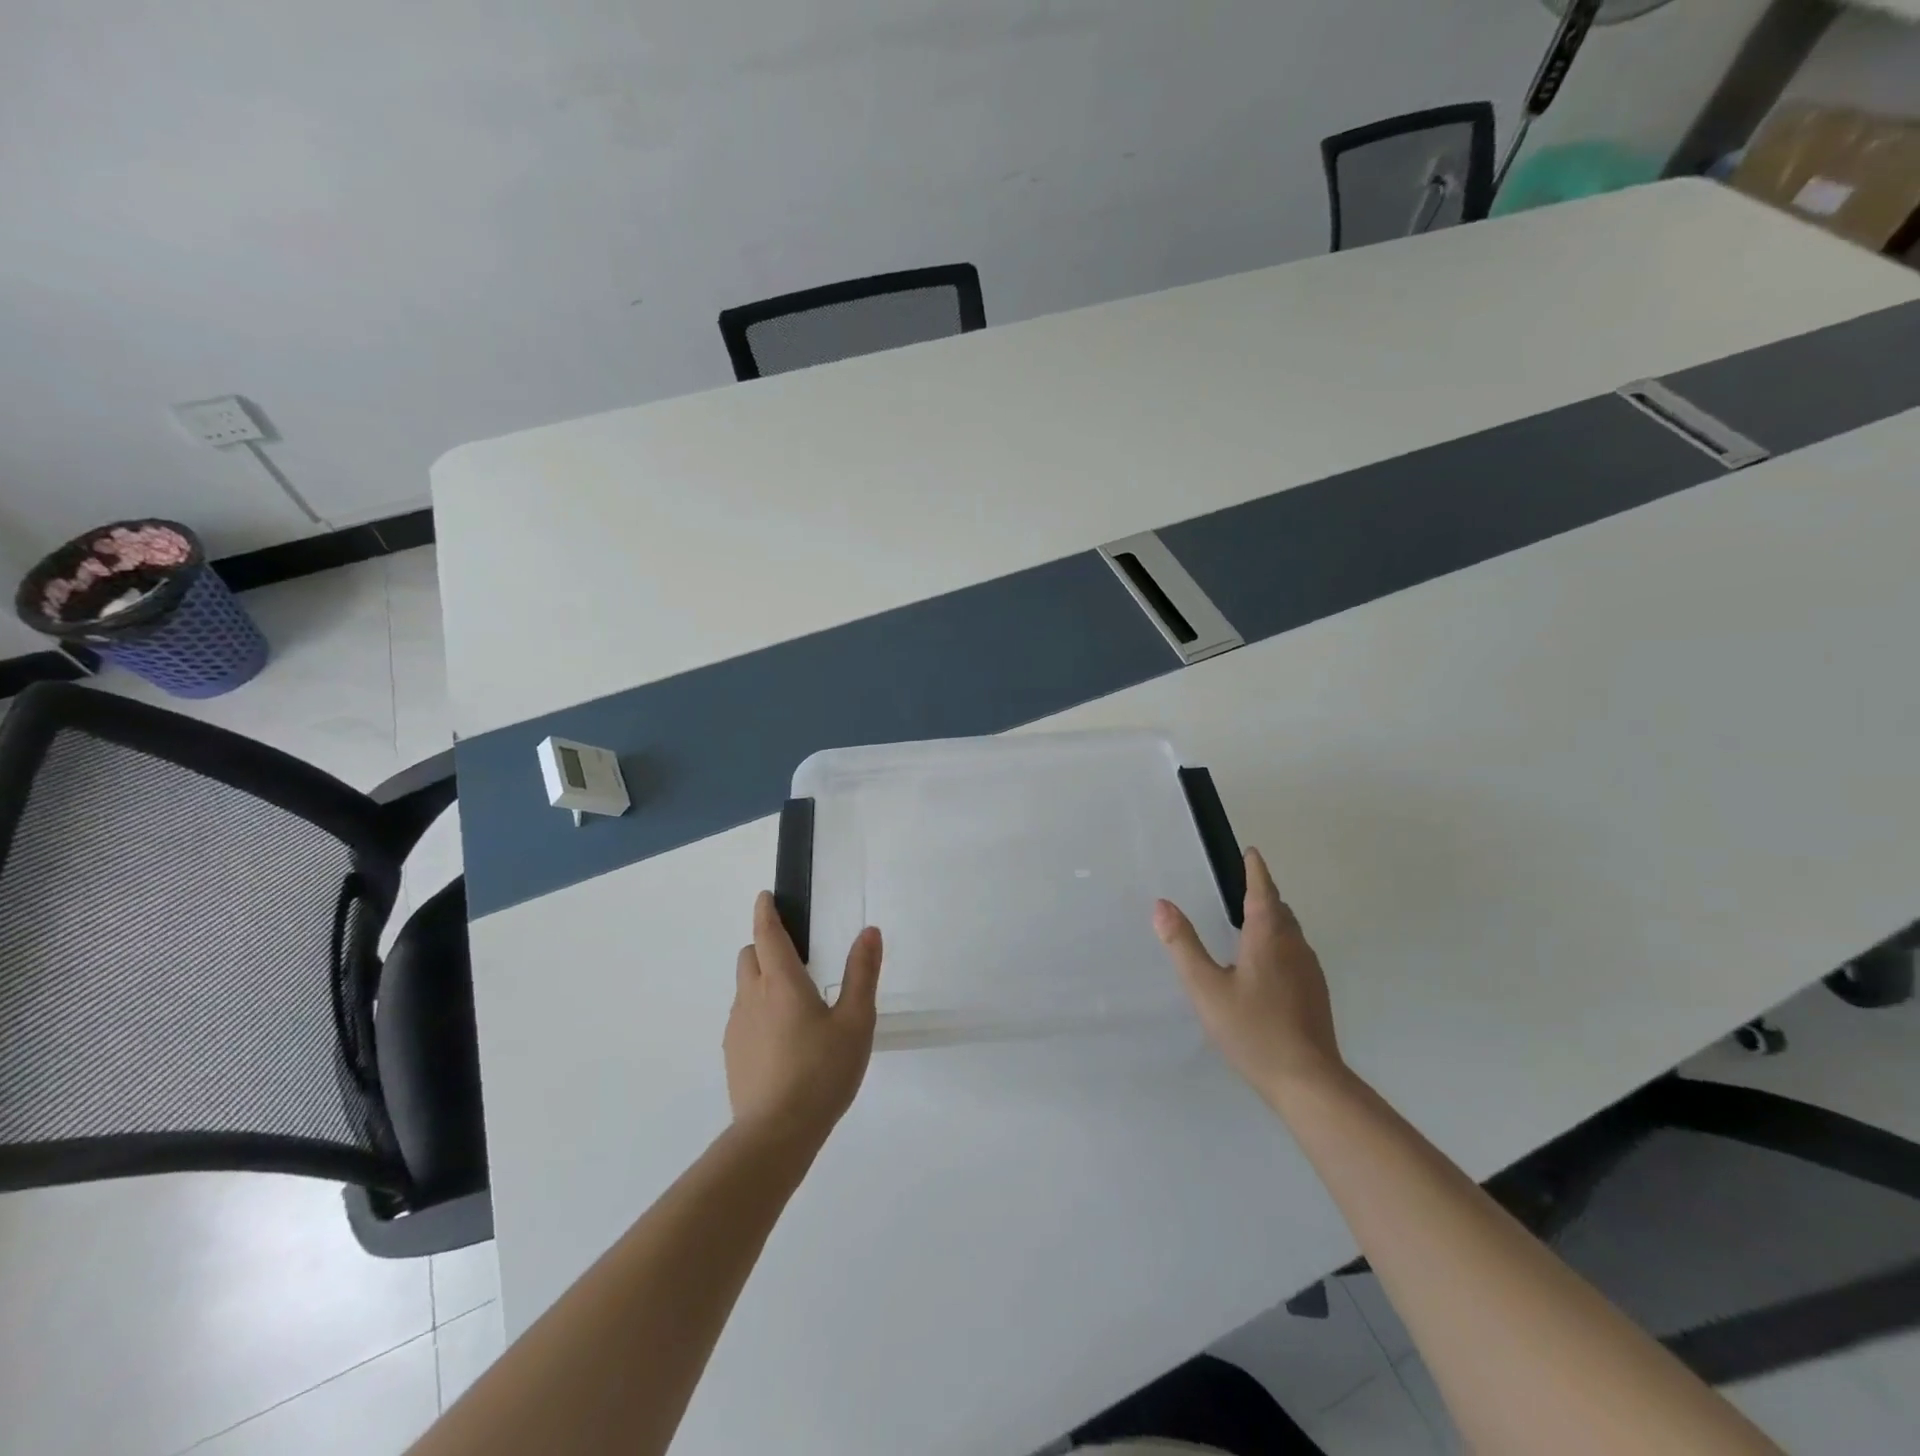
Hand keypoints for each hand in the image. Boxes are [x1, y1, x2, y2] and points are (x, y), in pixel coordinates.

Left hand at [725, 892, 882, 1145]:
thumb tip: (869, 931)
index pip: (767, 934)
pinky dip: (757, 1012)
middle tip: (795, 957)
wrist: (776, 1134)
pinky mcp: (733, 1055)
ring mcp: (737, 1027)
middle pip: (750, 956)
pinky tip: (782, 1039)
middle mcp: (752, 996)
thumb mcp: (856, 1021)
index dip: (765, 912)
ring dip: (761, 981)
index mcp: (781, 982)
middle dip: (765, 946)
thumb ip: (862, 973)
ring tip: (794, 1004)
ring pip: (745, 988)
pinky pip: (743, 1017)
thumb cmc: (822, 1071)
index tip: (765, 897)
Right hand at [1154, 847, 1344, 1100]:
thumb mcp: (1205, 987)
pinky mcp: (1315, 993)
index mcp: (1269, 936)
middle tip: (1241, 887)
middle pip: (1280, 909)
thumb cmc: (1252, 1029)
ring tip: (1248, 922)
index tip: (1250, 852)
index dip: (1255, 870)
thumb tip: (1161, 905)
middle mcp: (1294, 946)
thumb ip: (1183, 945)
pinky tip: (1264, 966)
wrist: (1308, 1081)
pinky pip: (1295, 953)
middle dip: (1263, 893)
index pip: (1262, 890)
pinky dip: (1279, 944)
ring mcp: (1310, 971)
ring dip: (1272, 919)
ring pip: (1290, 932)